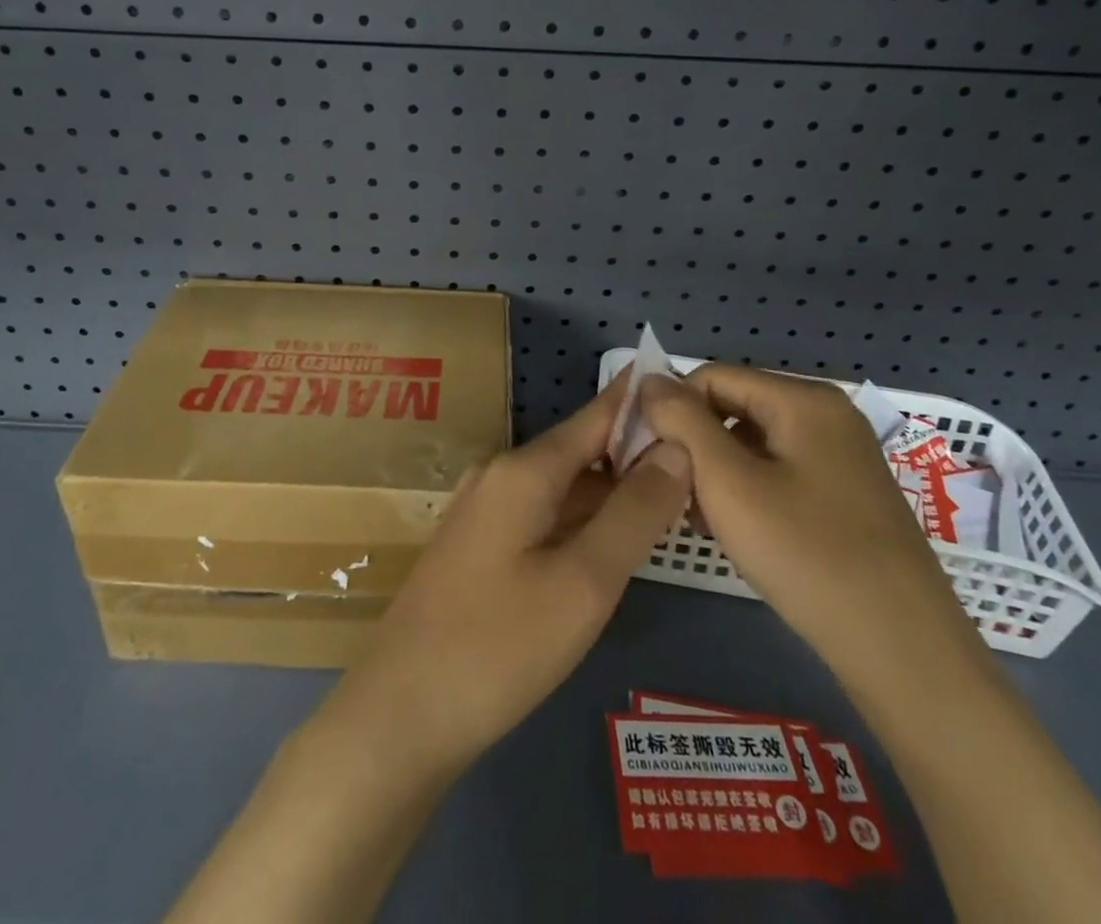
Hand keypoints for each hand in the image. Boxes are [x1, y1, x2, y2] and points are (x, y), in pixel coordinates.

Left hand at [316, 374, 692, 780]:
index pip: (595, 416)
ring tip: (671, 499)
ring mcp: (484, 512)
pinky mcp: (478, 548)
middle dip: (635, 456)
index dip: (639, 401)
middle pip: (581, 452)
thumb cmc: (499, 646)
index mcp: (523, 470)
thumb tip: (676, 448)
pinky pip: (543, 517)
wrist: (401, 714)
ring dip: (611, 492)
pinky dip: (583, 521)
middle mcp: (500, 476)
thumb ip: (634, 513)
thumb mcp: (585, 582)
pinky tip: (613, 543)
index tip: (684, 386)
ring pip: (563, 488)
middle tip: (700, 465)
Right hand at [640, 365, 982, 688]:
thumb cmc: (807, 555)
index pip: (712, 377)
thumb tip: (649, 379)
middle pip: (735, 407)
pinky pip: (781, 472)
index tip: (651, 458)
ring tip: (703, 521)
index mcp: (804, 400)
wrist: (903, 650)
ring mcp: (843, 456)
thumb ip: (682, 422)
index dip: (673, 409)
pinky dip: (749, 492)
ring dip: (718, 473)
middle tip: (677, 496)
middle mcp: (827, 415)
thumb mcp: (728, 482)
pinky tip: (738, 533)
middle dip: (696, 445)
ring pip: (755, 443)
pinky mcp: (848, 493)